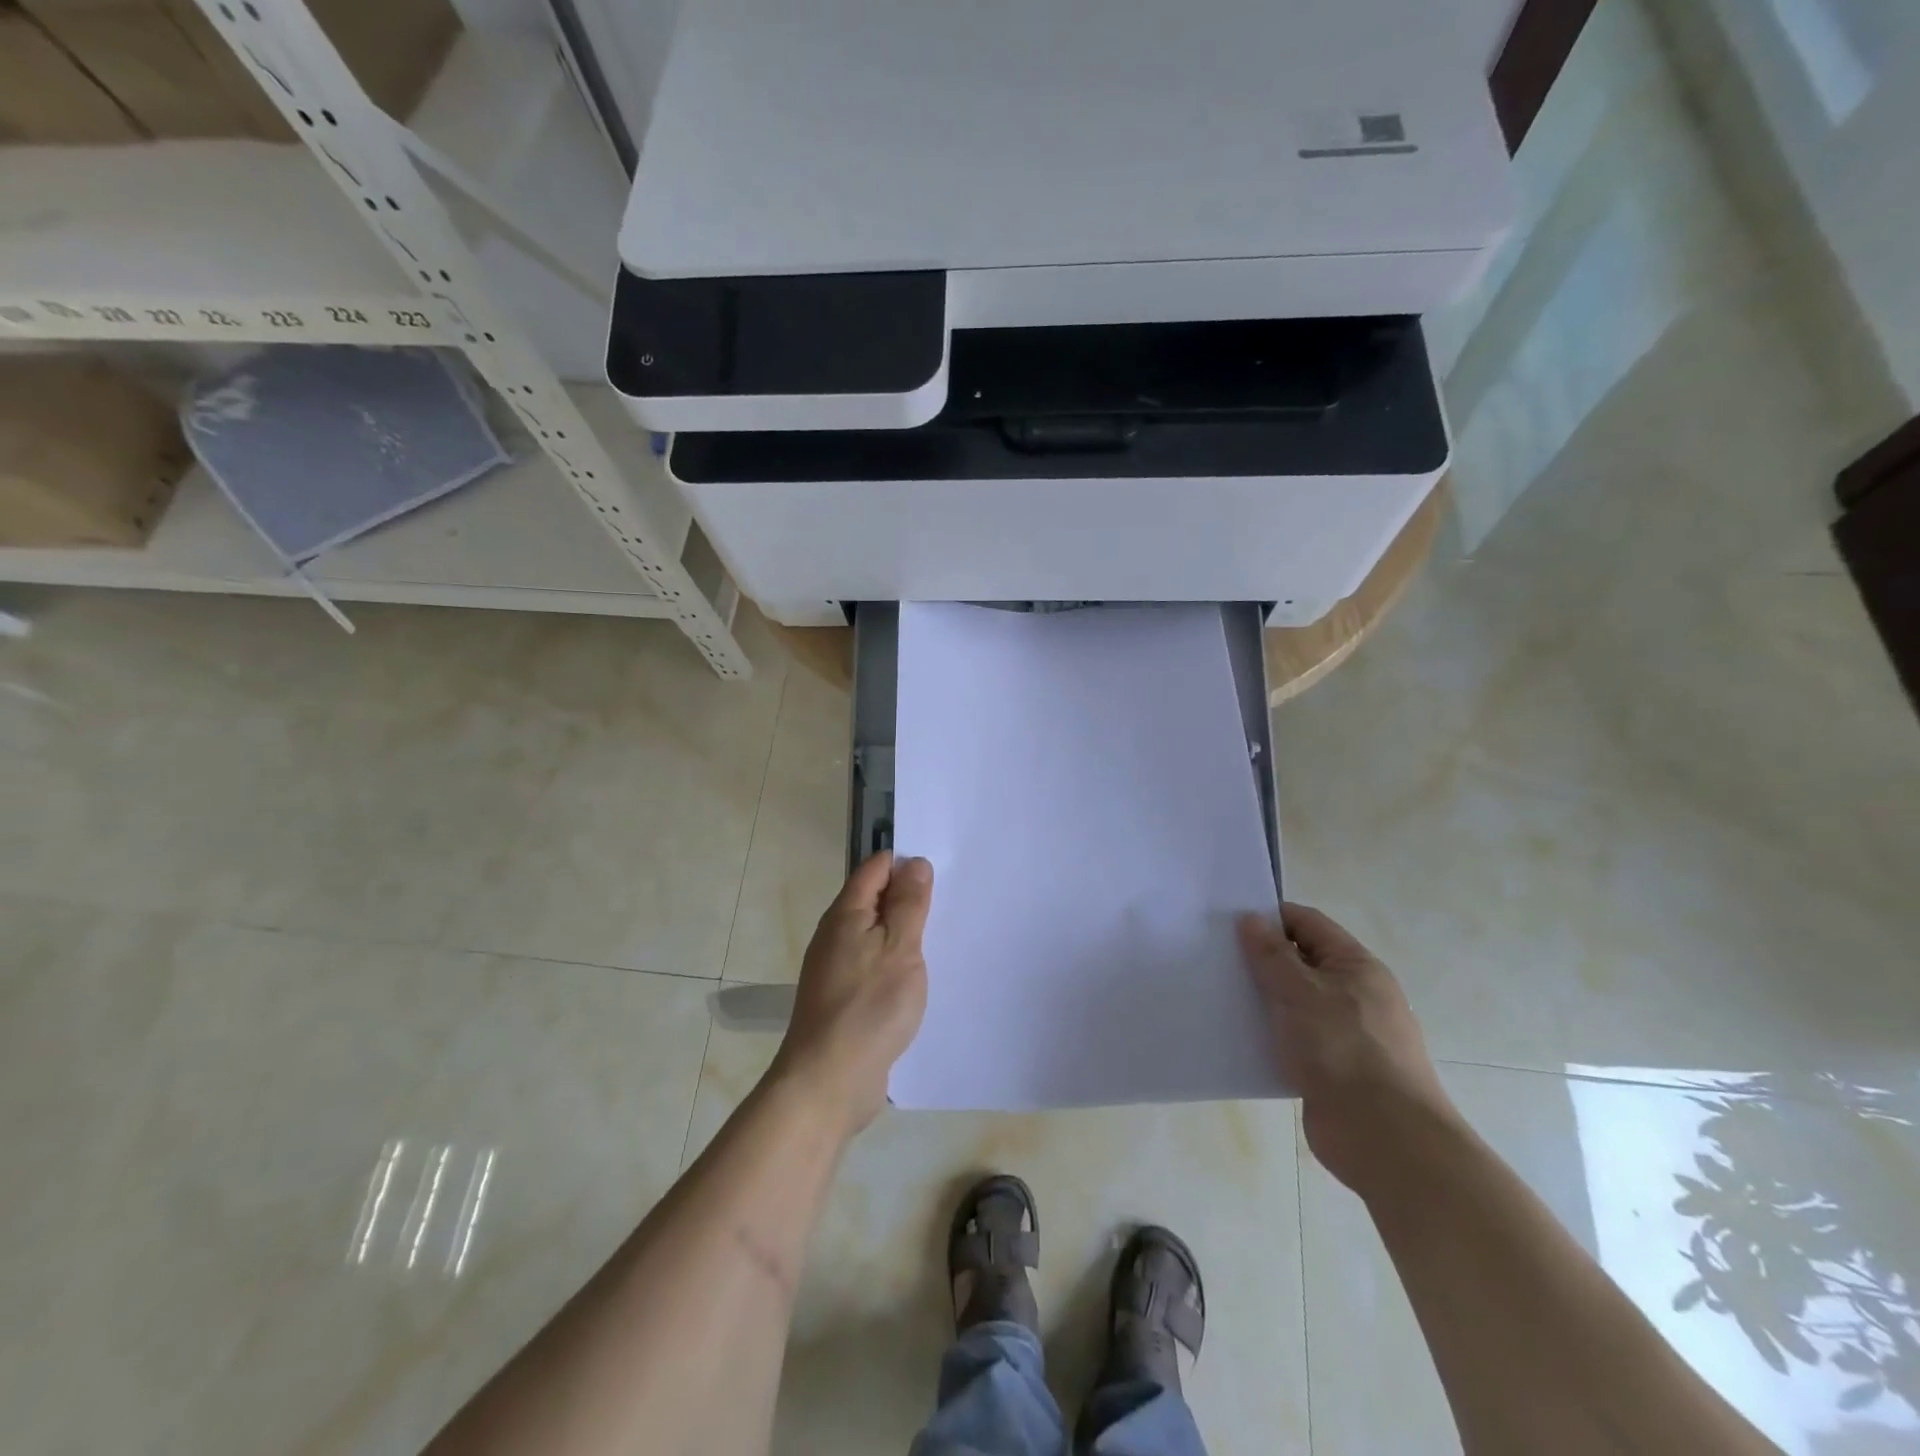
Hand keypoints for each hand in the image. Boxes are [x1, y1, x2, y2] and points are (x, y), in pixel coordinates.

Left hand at [771, 852, 932, 1140]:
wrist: (828, 1081)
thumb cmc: (869, 1007)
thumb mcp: (900, 948)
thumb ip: (909, 904)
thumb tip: (914, 863)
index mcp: (846, 914)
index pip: (875, 868)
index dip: (905, 863)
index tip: (941, 872)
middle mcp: (835, 935)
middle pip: (874, 900)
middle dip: (908, 897)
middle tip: (950, 903)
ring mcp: (836, 969)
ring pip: (874, 935)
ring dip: (903, 933)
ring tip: (941, 938)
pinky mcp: (843, 999)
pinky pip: (873, 965)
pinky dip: (894, 963)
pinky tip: (916, 979)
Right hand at [1237, 903, 1459, 1194]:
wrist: (1384, 1138)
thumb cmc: (1344, 1050)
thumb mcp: (1301, 991)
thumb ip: (1271, 954)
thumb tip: (1250, 919)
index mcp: (1356, 966)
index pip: (1308, 923)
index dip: (1270, 917)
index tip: (1227, 921)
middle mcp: (1354, 994)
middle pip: (1300, 962)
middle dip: (1260, 958)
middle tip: (1215, 957)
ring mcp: (1344, 1033)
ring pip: (1294, 1002)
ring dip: (1261, 998)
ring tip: (1218, 994)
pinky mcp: (1330, 1069)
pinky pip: (1292, 1038)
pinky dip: (1268, 1034)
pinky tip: (1237, 1036)